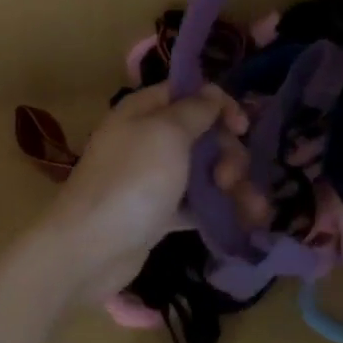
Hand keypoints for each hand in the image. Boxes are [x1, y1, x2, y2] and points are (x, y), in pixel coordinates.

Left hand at [44, 82, 245, 297]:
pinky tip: (246, 221)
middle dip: (227, 152)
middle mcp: (147, 138)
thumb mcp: (167, 133)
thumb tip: (213, 92)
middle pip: (201, 134)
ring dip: (231, 184)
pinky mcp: (157, 212)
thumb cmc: (132, 180)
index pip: (189, 93)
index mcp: (144, 110)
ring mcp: (152, 177)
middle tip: (230, 177)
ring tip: (252, 209)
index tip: (242, 128)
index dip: (220, 105)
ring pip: (202, 170)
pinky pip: (195, 203)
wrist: (89, 249)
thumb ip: (195, 110)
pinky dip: (218, 209)